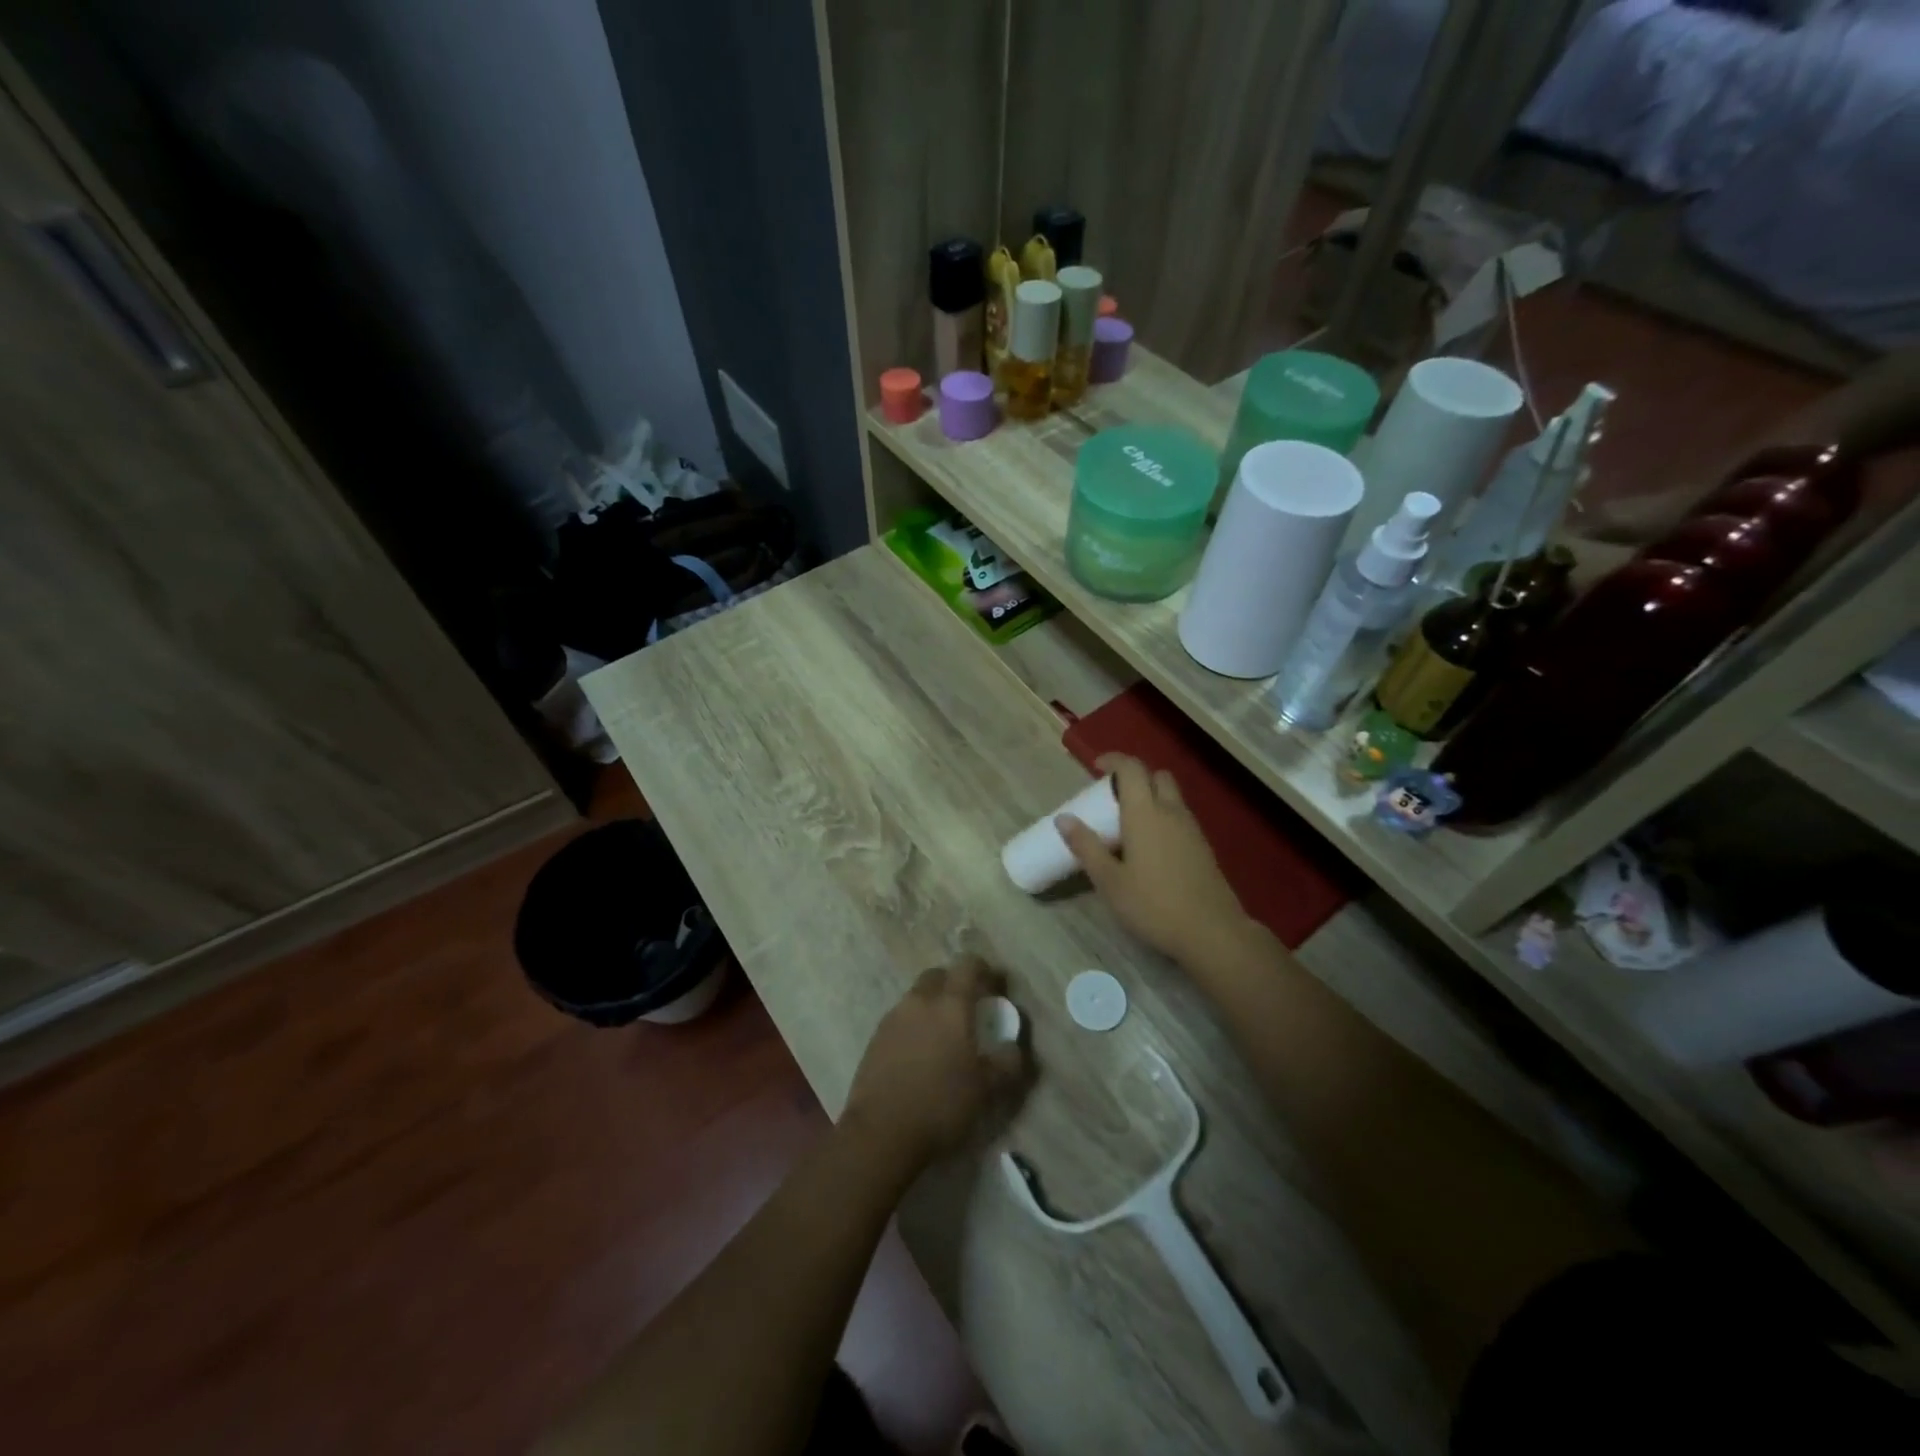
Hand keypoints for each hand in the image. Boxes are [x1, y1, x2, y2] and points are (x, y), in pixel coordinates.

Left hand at [842, 957, 1029, 1171]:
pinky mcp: (875, 1038)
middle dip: (954, 984)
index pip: (968, 965)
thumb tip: (1013, 1046)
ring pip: (916, 997)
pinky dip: (913, 1026)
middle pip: (938, 975)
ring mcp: (893, 1018)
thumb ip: (1007, 1062)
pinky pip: (900, 1019)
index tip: (995, 987)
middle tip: (968, 1010)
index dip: (984, 970)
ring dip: (932, 1005)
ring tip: (943, 1037)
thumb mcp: (988, 1089)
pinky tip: (920, 1055)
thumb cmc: (942, 1105)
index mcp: (951, 1005)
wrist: (881, 1132)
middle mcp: (920, 1001)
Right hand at [1057, 754, 1250, 967]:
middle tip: (1113, 796)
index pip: (1132, 768)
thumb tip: (1063, 818)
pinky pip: (1180, 817)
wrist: (1212, 932)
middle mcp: (1171, 812)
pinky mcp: (1203, 848)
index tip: (1096, 767)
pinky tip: (1150, 846)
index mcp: (1145, 813)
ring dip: (1150, 797)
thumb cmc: (1153, 905)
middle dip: (1135, 777)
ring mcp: (1192, 829)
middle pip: (1157, 776)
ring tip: (1127, 823)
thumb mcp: (1109, 880)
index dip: (1114, 760)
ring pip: (1171, 797)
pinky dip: (1163, 817)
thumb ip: (1086, 846)